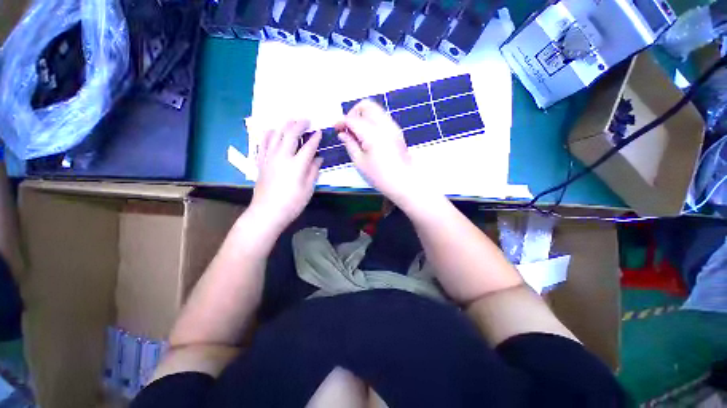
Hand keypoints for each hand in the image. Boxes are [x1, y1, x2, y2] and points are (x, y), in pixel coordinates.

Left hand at [250, 120, 321, 232]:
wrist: (267, 212)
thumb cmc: (292, 203)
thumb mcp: (308, 189)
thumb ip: (313, 171)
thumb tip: (318, 158)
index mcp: (297, 165)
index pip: (308, 147)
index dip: (315, 139)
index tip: (320, 132)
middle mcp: (282, 157)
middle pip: (291, 134)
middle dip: (299, 125)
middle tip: (306, 120)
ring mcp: (269, 158)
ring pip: (276, 135)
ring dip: (284, 125)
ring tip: (291, 121)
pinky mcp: (261, 162)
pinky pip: (263, 143)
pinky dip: (268, 134)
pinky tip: (272, 130)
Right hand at [336, 100, 421, 203]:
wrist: (404, 182)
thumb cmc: (380, 176)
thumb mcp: (360, 162)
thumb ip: (350, 144)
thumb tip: (343, 133)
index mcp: (373, 133)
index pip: (353, 119)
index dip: (342, 122)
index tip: (337, 129)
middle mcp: (384, 125)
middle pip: (366, 105)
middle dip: (354, 113)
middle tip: (348, 128)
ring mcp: (393, 126)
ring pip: (375, 110)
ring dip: (363, 116)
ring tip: (358, 133)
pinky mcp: (397, 131)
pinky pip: (382, 118)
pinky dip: (372, 121)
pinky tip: (368, 136)